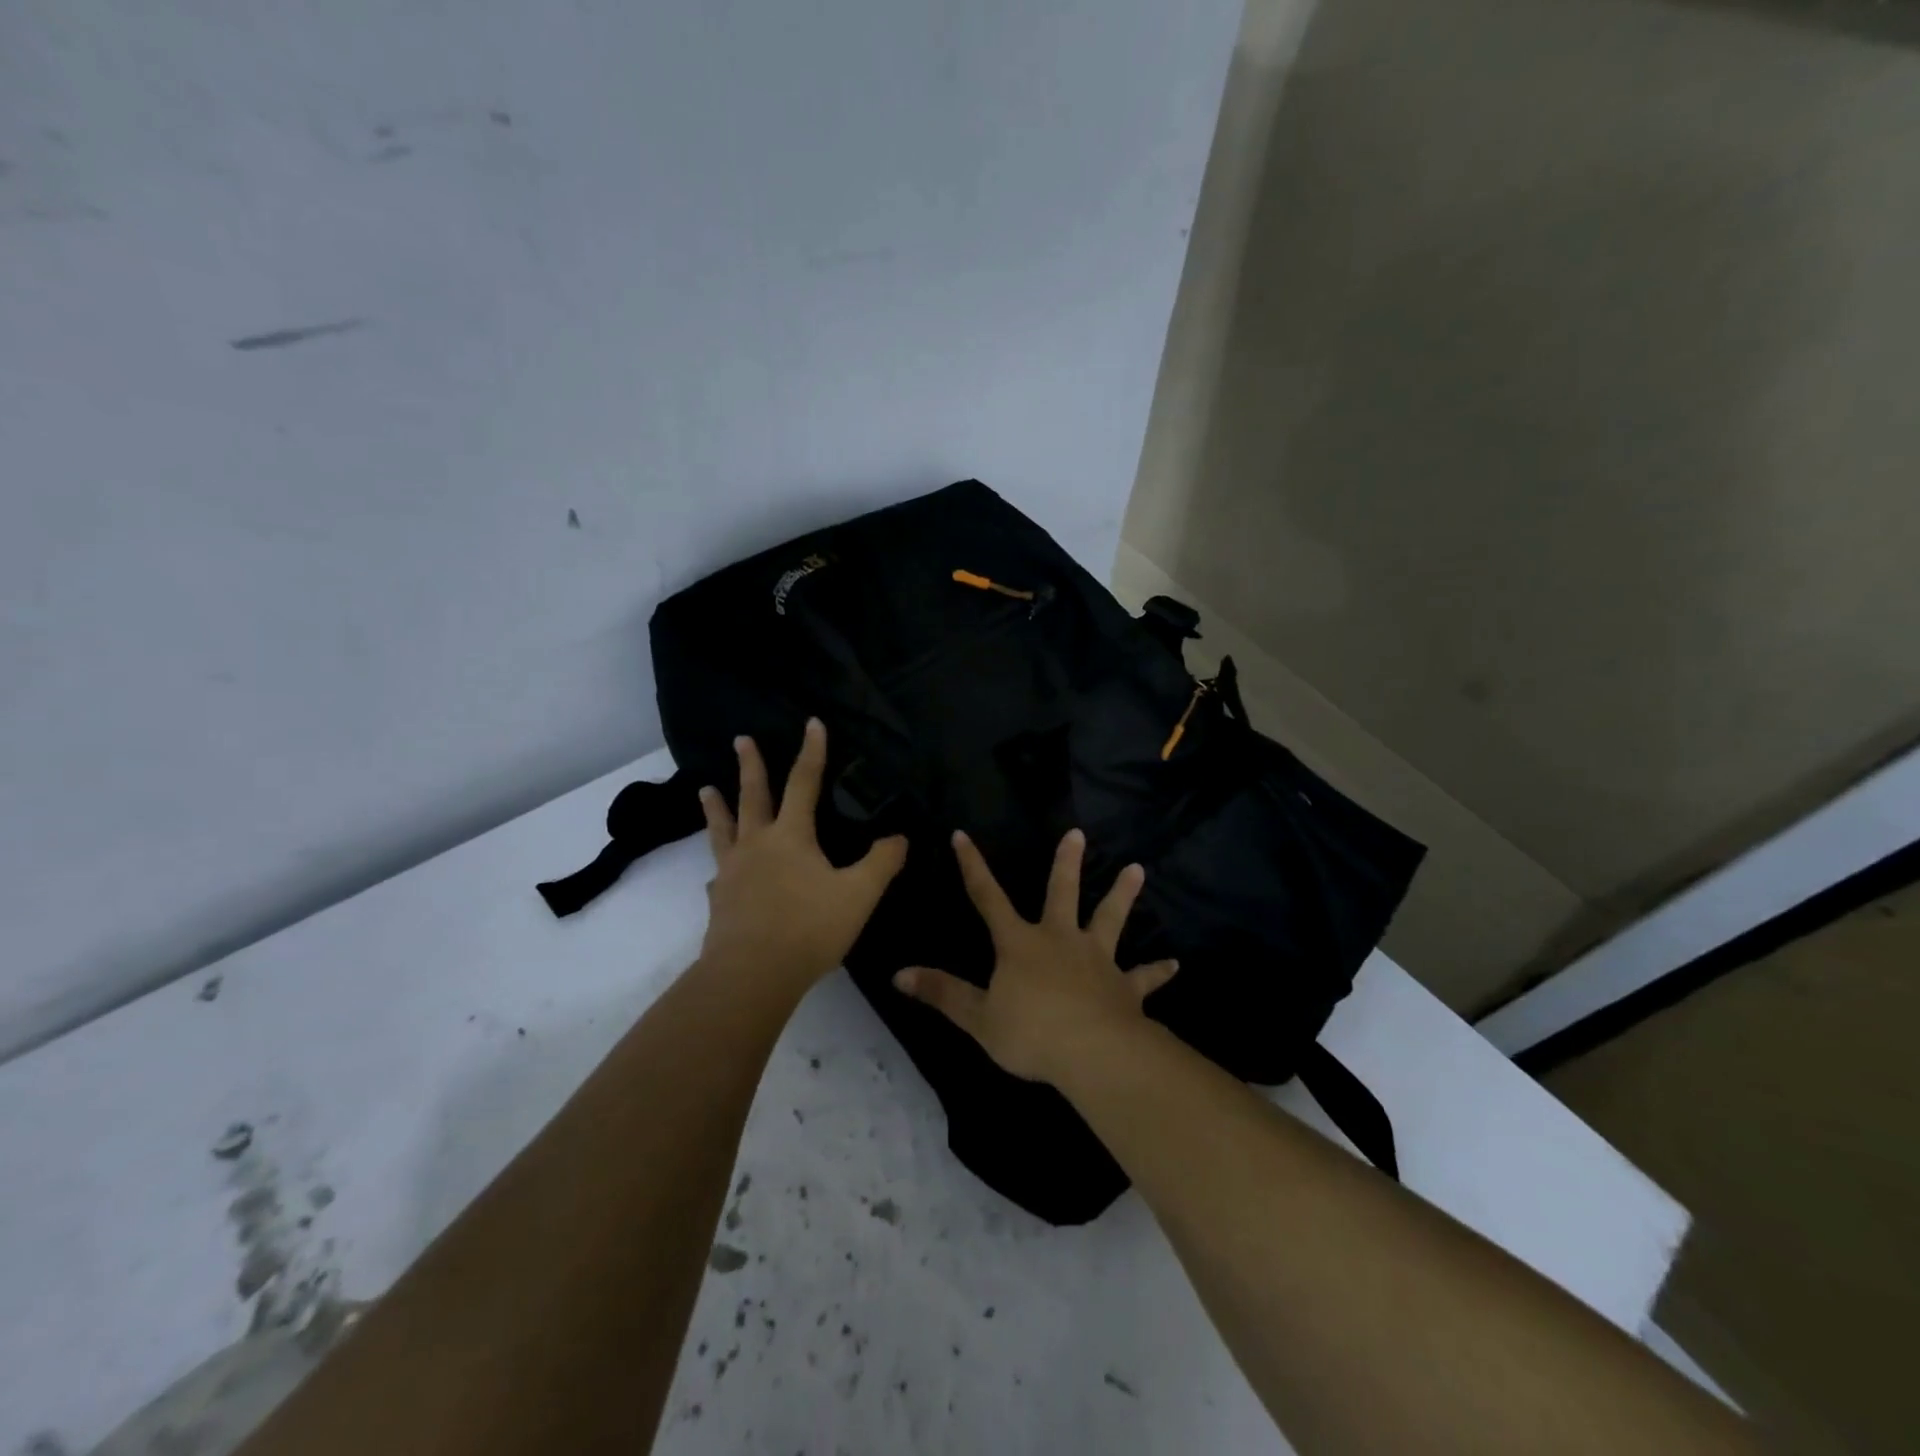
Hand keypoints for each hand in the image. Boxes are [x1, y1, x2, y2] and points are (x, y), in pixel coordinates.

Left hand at [697, 720, 907, 994]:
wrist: (752, 975)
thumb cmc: (809, 928)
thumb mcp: (858, 895)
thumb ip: (882, 863)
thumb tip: (899, 838)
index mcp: (791, 836)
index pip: (804, 783)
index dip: (812, 752)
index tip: (812, 723)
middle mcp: (757, 845)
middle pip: (753, 796)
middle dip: (750, 766)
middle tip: (740, 739)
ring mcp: (733, 872)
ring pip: (723, 830)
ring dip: (716, 807)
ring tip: (705, 789)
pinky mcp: (720, 901)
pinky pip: (719, 874)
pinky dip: (719, 865)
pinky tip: (717, 874)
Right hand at [891, 828, 1177, 1085]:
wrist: (1093, 1053)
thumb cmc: (1031, 1032)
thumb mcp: (978, 1017)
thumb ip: (941, 993)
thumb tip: (898, 975)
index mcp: (1020, 943)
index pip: (988, 897)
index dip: (973, 866)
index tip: (963, 835)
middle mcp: (1060, 940)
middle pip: (1062, 894)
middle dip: (1067, 863)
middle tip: (1078, 834)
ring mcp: (1097, 960)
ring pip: (1110, 920)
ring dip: (1123, 895)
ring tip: (1138, 869)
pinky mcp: (1125, 986)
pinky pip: (1144, 977)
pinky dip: (1158, 971)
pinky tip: (1175, 965)